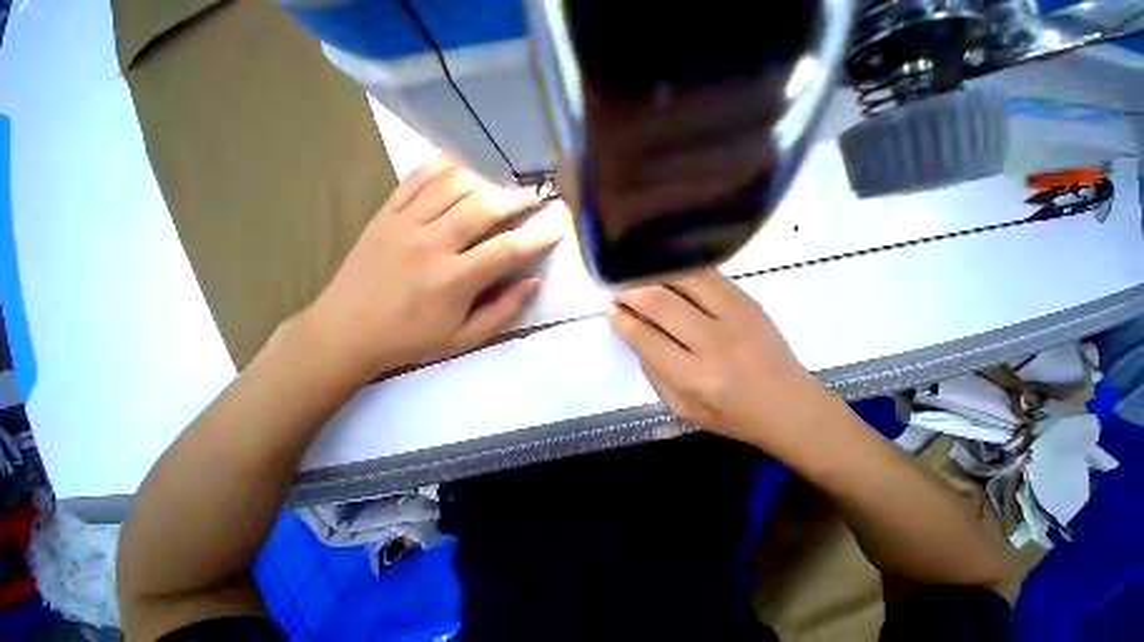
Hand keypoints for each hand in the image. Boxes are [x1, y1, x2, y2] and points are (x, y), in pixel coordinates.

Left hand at [298, 157, 561, 385]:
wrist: (344, 332)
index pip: (508, 249)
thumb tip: (533, 281)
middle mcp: (432, 244)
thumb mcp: (465, 338)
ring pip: (452, 185)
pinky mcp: (384, 214)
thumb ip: (503, 310)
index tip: (558, 226)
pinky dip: (444, 166)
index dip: (538, 236)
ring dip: (486, 177)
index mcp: (454, 280)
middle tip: (538, 193)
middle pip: (483, 207)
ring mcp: (404, 223)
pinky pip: (417, 179)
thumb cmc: (411, 340)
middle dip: (517, 198)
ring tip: (507, 177)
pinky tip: (464, 164)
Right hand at [608, 270, 836, 451]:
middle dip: (630, 291)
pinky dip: (679, 268)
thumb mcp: (682, 407)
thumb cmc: (731, 415)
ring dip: (653, 274)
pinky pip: (706, 274)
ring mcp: (735, 315)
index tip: (609, 308)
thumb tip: (635, 331)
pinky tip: (665, 270)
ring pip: (683, 279)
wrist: (791, 406)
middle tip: (617, 289)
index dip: (621, 319)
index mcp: (695, 376)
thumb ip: (654, 370)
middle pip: (660, 302)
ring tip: (637, 275)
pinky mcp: (748, 301)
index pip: (645, 337)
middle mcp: (714, 342)